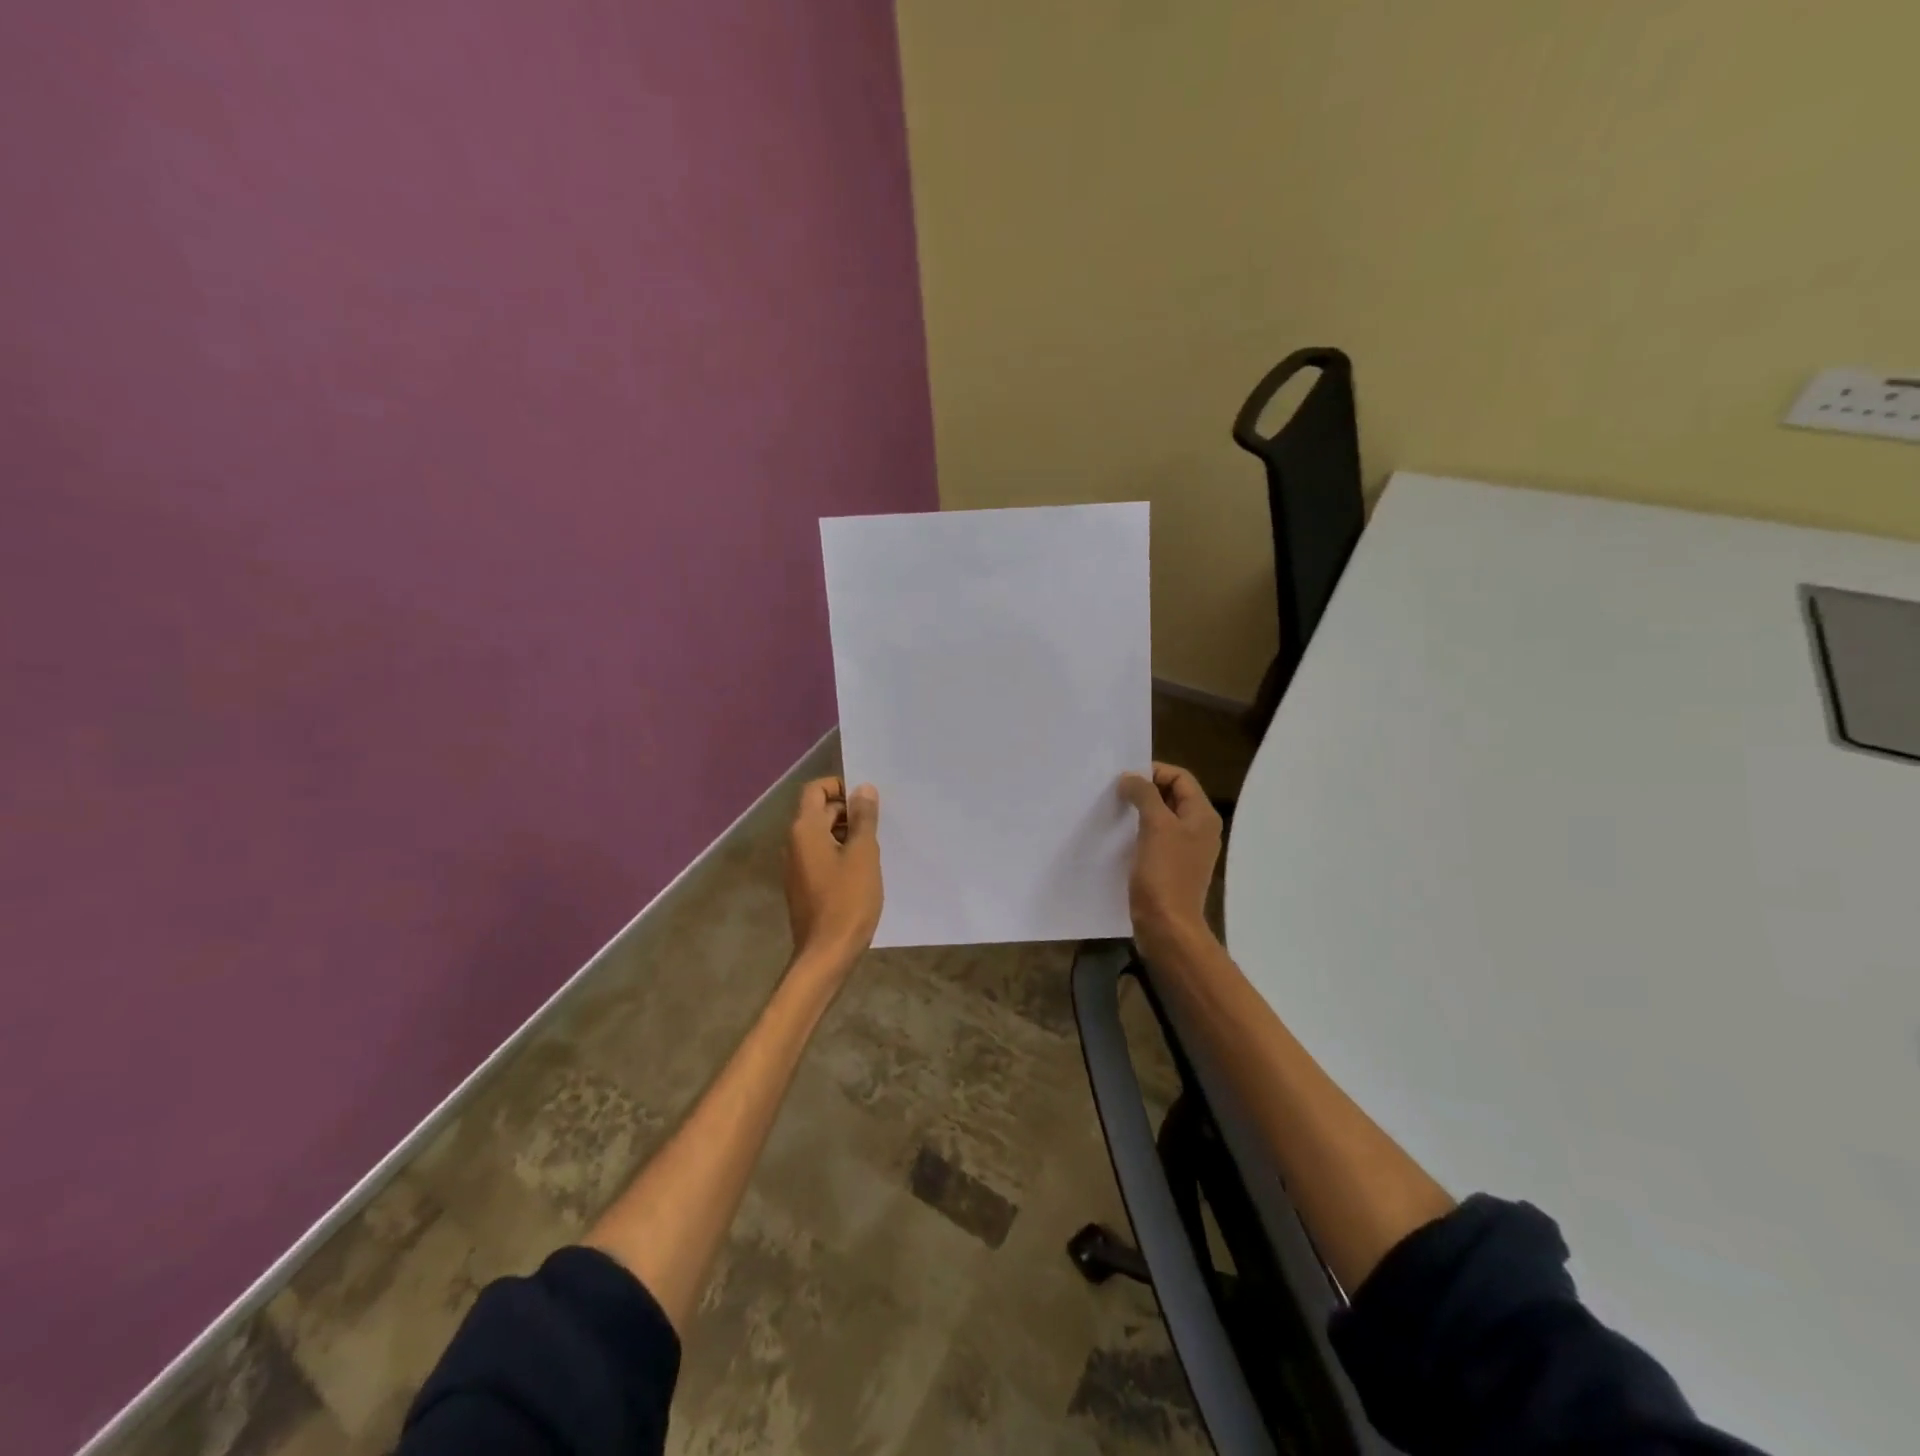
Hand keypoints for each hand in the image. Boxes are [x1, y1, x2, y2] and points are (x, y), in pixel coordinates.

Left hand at [785, 777, 882, 969]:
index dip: (839, 787)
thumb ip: (864, 819)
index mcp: (805, 829)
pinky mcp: (803, 886)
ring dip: (846, 834)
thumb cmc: (848, 900)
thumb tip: (863, 789)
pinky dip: (840, 854)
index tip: (866, 799)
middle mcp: (794, 843)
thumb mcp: (863, 855)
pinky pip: (821, 857)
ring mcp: (796, 866)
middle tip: (879, 824)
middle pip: (819, 812)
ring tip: (874, 847)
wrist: (826, 954)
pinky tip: (862, 870)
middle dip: (848, 812)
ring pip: (821, 835)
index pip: (815, 790)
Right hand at [1117, 762, 1221, 959]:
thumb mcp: (1156, 826)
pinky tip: (1119, 837)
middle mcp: (1198, 829)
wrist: (1167, 926)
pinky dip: (1138, 832)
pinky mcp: (1171, 867)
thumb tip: (1131, 778)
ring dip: (1139, 811)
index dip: (1154, 772)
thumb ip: (1145, 795)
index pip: (1180, 777)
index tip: (1124, 779)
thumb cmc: (1164, 873)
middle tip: (1115, 793)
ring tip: (1114, 812)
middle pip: (1172, 796)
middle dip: (1144, 790)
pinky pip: (1155, 838)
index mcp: (1202, 816)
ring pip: (1161, 817)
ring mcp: (1186, 850)